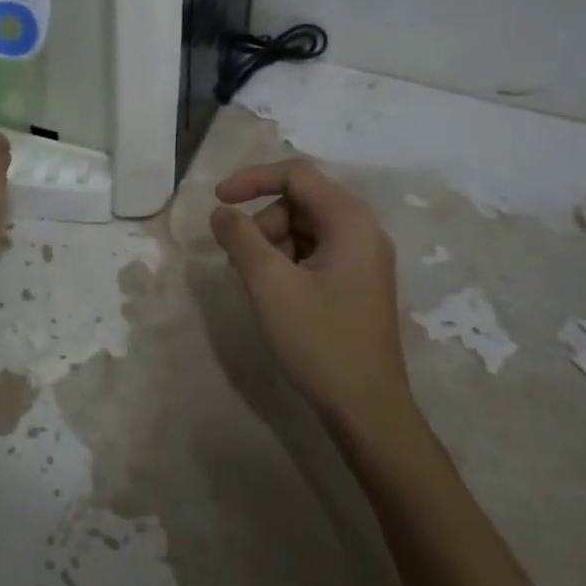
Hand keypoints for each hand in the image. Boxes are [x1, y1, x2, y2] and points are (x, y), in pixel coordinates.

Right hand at [209, 160, 408, 423]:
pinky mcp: (357, 284)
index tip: (217, 201)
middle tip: (242, 262)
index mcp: (350, 221)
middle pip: (300, 201)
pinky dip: (288, 263)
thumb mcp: (270, 284)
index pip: (296, 175)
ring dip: (273, 245)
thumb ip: (240, 238)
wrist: (367, 410)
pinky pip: (315, 253)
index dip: (252, 180)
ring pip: (304, 229)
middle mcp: (363, 231)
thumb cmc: (320, 341)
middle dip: (263, 223)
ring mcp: (363, 259)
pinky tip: (277, 296)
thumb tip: (222, 212)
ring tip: (258, 284)